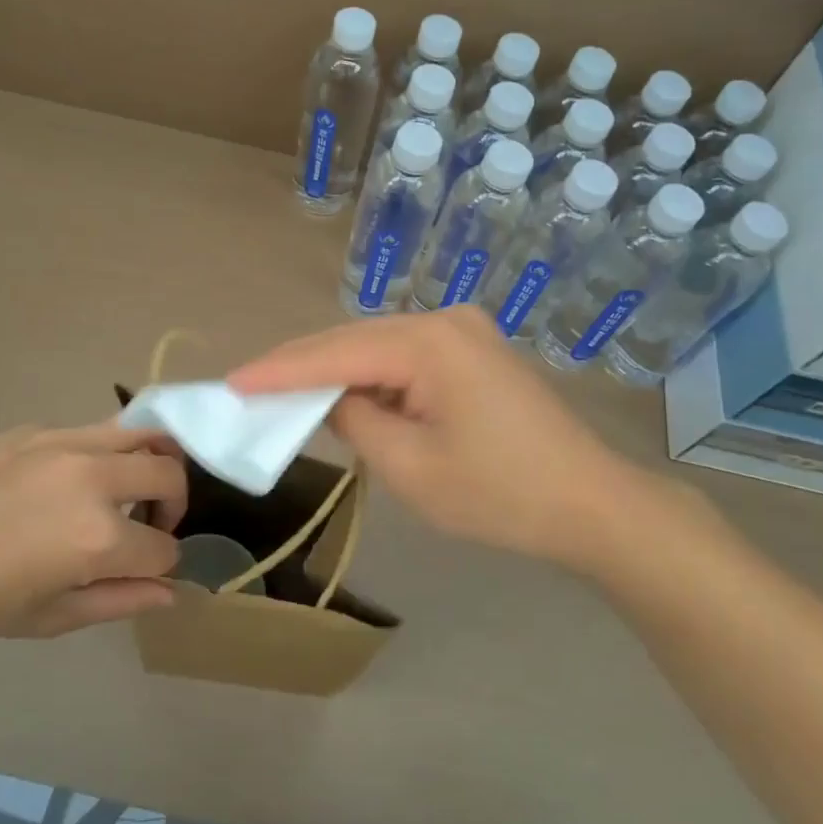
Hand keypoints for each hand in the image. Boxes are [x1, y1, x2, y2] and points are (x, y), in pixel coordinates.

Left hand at [0, 422, 186, 638]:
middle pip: (170, 476)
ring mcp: (70, 444)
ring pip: (145, 436)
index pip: (164, 548)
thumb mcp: (47, 618)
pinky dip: (108, 452)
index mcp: (100, 537)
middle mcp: (98, 479)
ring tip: (129, 488)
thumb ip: (118, 601)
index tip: (139, 574)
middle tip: (147, 526)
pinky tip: (72, 479)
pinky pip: (97, 431)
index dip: (160, 566)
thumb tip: (170, 592)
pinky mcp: (42, 429)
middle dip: (174, 506)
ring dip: (153, 463)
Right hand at [229, 308, 682, 571]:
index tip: (231, 382)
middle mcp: (444, 320)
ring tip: (284, 392)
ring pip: (377, 346)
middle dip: (302, 366)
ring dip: (335, 370)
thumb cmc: (499, 495)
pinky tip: (345, 393)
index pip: (334, 353)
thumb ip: (354, 421)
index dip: (279, 371)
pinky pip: (405, 356)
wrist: (591, 504)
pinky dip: (371, 376)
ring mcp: (464, 331)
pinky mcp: (474, 350)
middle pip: (353, 340)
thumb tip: (331, 399)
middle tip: (249, 387)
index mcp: (428, 342)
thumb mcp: (410, 467)